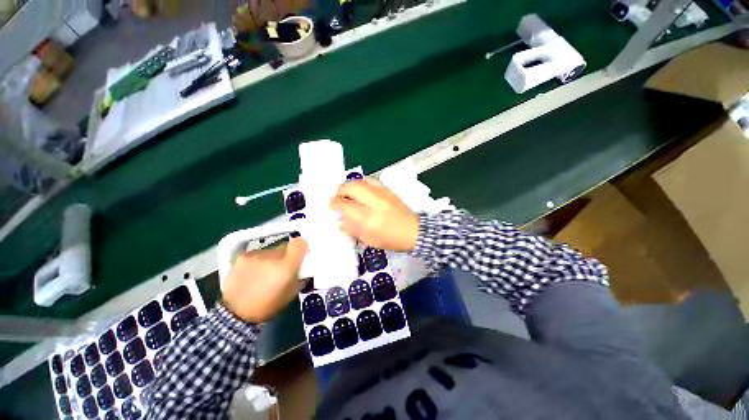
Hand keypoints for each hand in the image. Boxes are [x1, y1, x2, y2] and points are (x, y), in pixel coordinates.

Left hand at [222, 237, 307, 322]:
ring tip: (264, 273)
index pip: (299, 243)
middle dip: (286, 256)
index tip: (301, 252)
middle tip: (281, 268)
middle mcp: (272, 257)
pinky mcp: (242, 257)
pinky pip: (256, 254)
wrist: (235, 314)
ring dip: (271, 259)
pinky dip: (257, 261)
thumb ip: (298, 274)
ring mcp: (255, 255)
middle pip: (284, 247)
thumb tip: (301, 264)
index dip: (301, 246)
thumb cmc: (268, 306)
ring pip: (270, 251)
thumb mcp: (291, 292)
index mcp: (286, 266)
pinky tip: (252, 273)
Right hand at [330, 178, 418, 251]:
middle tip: (338, 197)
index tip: (332, 206)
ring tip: (347, 193)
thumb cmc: (391, 239)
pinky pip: (371, 180)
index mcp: (369, 219)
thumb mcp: (369, 239)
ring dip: (349, 185)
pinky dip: (362, 182)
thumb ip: (352, 228)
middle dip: (340, 190)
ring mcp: (383, 193)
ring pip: (360, 181)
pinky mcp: (388, 190)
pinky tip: (360, 188)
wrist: (414, 231)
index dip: (335, 204)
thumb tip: (340, 219)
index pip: (345, 205)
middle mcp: (375, 202)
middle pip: (351, 187)